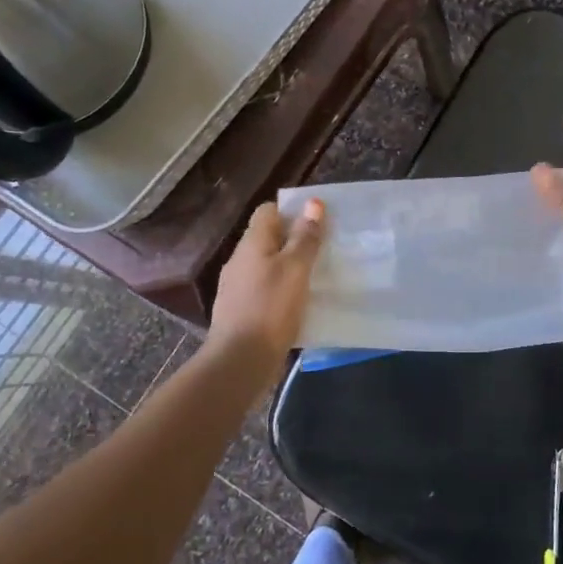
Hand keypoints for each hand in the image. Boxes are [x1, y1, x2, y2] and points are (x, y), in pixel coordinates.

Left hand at [209, 199, 325, 360]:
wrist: (240, 360)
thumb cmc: (271, 308)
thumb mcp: (296, 268)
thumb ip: (305, 237)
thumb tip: (312, 203)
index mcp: (252, 243)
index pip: (268, 210)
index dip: (292, 211)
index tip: (317, 221)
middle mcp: (240, 260)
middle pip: (268, 238)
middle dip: (294, 239)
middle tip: (324, 248)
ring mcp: (238, 286)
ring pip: (268, 265)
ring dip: (290, 266)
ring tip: (317, 275)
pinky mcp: (242, 310)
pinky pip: (266, 289)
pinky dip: (282, 290)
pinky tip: (300, 303)